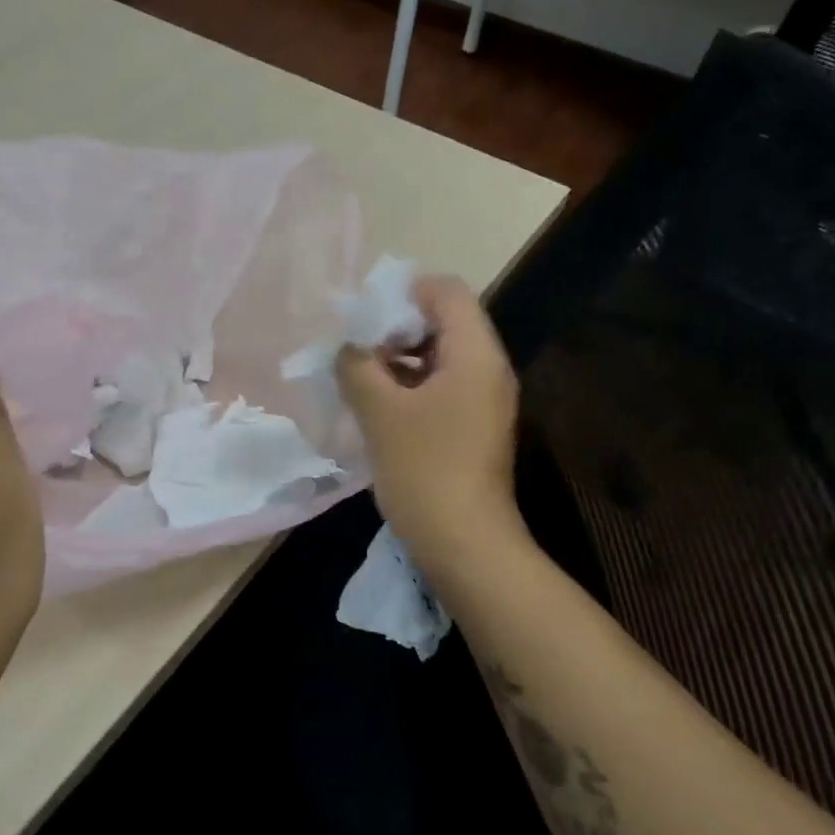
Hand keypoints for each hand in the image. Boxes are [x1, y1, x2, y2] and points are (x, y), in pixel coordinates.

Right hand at [336, 276, 524, 576]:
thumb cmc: (424, 468)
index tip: (365, 316)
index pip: (446, 291)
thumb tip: (347, 348)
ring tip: (358, 376)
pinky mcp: (473, 426)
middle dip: (396, 327)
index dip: (404, 292)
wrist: (464, 543)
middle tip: (356, 348)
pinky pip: (441, 386)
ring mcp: (483, 399)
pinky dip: (409, 385)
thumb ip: (357, 366)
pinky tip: (376, 405)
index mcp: (475, 353)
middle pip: (444, 321)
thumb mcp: (379, 411)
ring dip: (398, 359)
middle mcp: (487, 368)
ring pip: (439, 356)